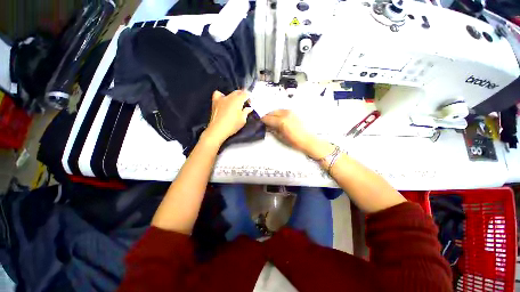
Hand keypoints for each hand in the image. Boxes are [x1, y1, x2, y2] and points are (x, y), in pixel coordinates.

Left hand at [204, 90, 252, 144]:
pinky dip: (221, 95)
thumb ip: (246, 112)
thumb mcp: (242, 120)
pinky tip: (223, 100)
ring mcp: (221, 98)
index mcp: (238, 100)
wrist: (218, 129)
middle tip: (245, 103)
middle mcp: (230, 97)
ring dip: (234, 96)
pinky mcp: (215, 102)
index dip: (250, 97)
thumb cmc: (232, 125)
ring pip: (230, 93)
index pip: (246, 94)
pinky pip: (218, 94)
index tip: (251, 102)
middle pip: (238, 92)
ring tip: (235, 103)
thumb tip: (249, 108)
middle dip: (243, 95)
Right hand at [262, 110, 334, 159]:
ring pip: (277, 110)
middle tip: (265, 122)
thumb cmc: (294, 141)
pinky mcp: (294, 112)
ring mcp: (290, 112)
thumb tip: (267, 126)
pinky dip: (279, 113)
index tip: (260, 123)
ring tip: (271, 120)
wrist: (308, 140)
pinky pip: (283, 111)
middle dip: (267, 117)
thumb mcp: (281, 137)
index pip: (268, 118)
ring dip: (273, 114)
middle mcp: (285, 114)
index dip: (262, 121)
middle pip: (271, 112)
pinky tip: (279, 119)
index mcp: (281, 121)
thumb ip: (273, 129)